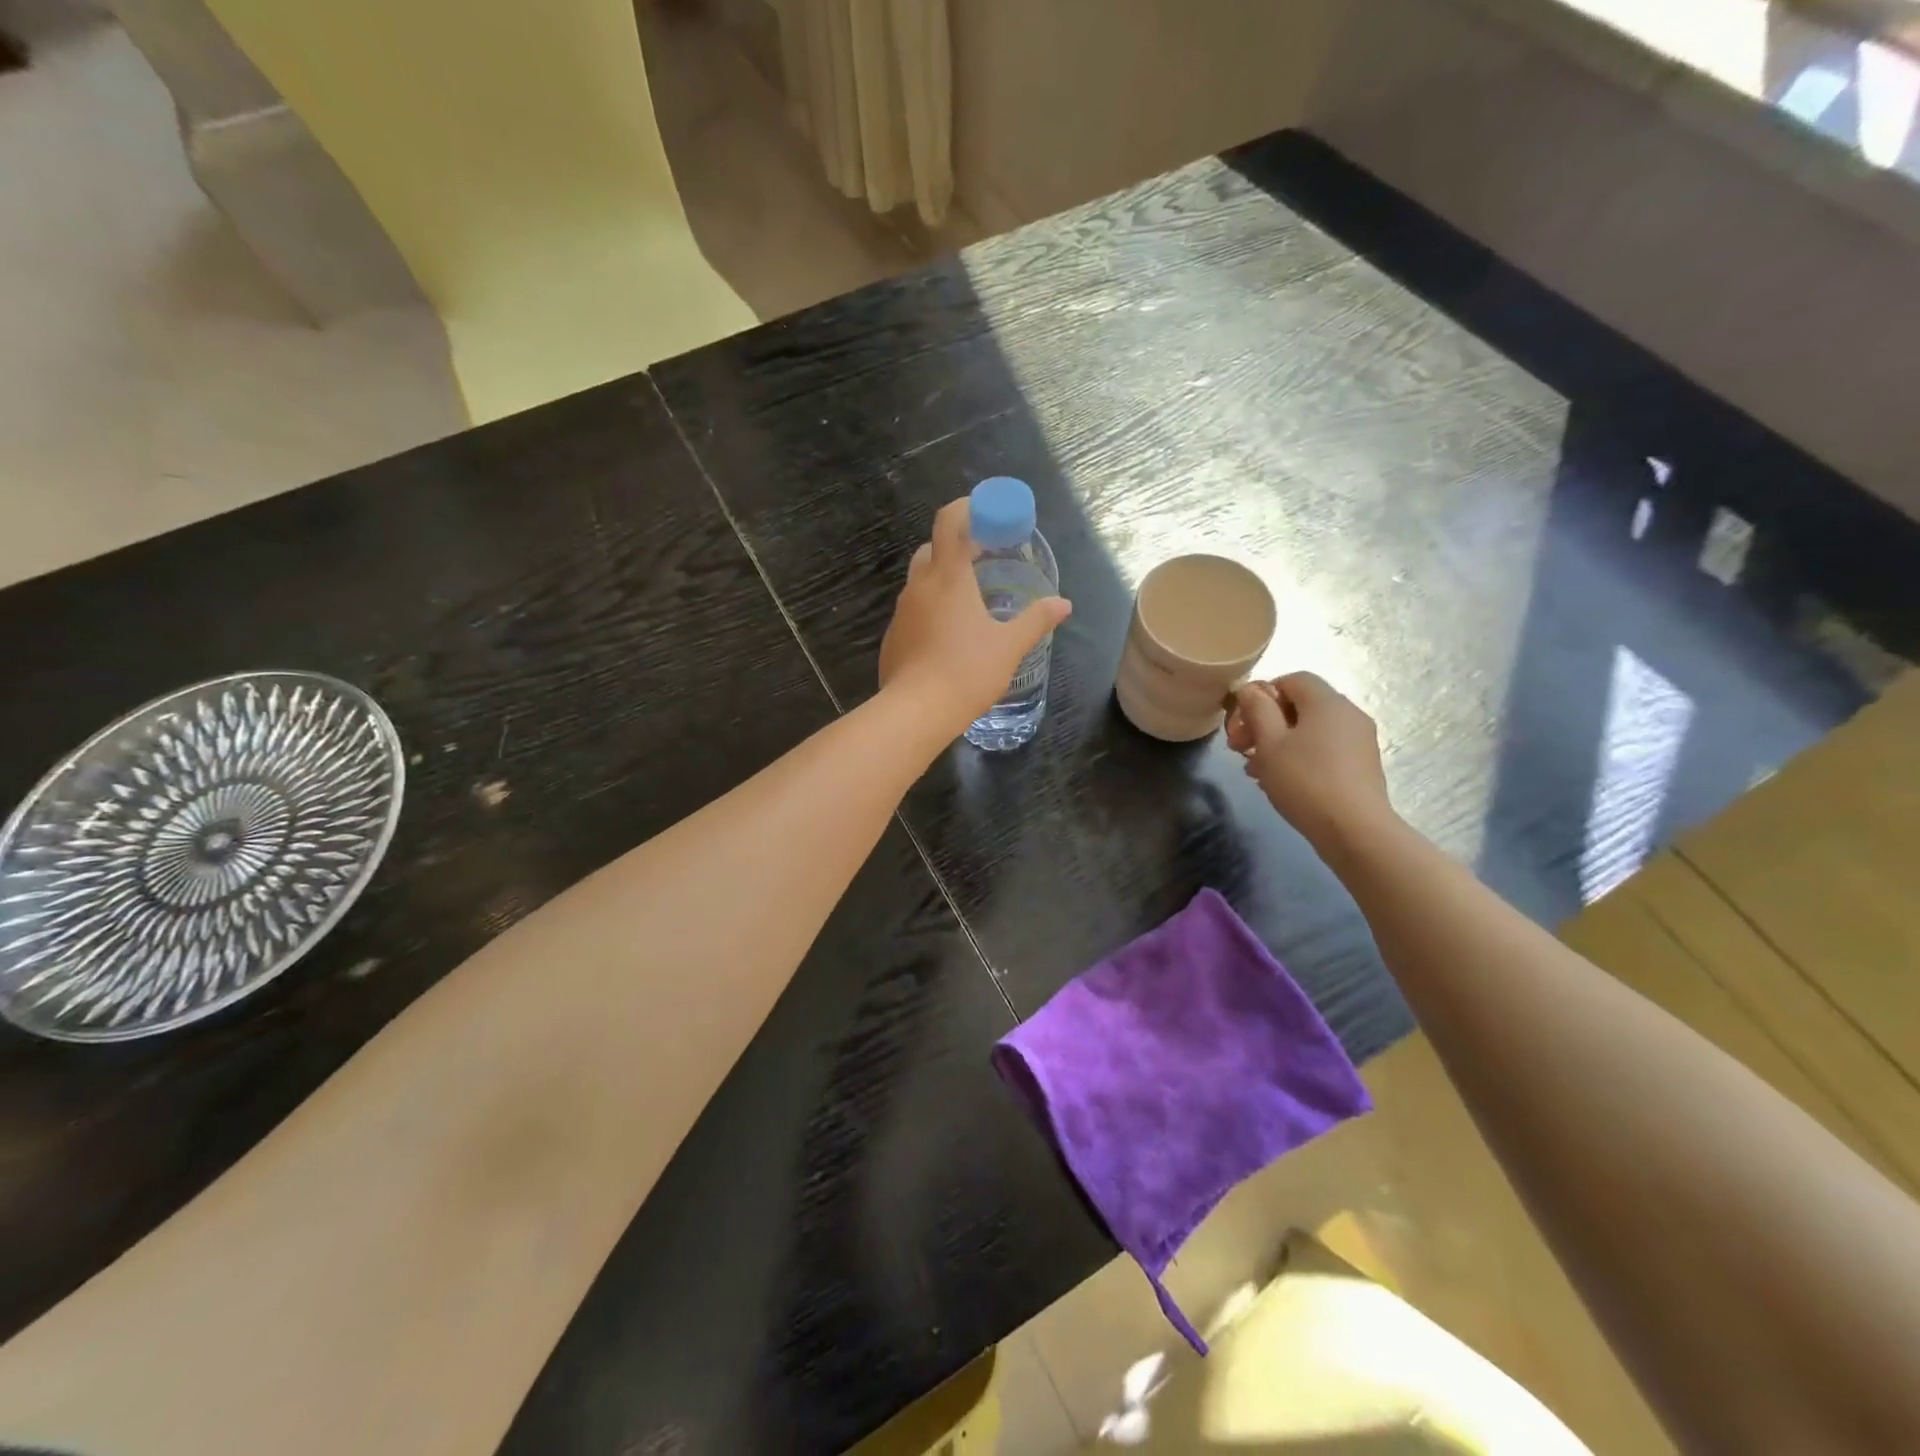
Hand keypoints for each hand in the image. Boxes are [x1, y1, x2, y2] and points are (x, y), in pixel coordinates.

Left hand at [878, 497, 1071, 733]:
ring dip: (942, 580)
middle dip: (955, 546)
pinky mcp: (893, 637)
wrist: (916, 711)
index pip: (949, 521)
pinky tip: (948, 636)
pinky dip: (930, 610)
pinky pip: (913, 610)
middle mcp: (920, 586)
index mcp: (949, 577)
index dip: (967, 509)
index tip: (988, 514)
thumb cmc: (967, 671)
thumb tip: (1063, 604)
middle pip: (932, 548)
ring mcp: (901, 612)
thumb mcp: (1009, 646)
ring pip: (920, 581)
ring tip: (970, 601)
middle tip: (983, 560)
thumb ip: (1036, 620)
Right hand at [1227, 673, 1395, 854]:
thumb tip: (1249, 689)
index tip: (1242, 722)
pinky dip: (1299, 756)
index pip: (1292, 679)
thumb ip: (1257, 710)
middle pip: (1299, 705)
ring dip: (1278, 742)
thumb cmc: (1305, 781)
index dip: (1262, 694)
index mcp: (1327, 702)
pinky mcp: (1361, 765)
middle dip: (1265, 722)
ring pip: (1309, 730)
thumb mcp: (1269, 743)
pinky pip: (1323, 748)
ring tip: (1255, 768)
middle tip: (1240, 748)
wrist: (1354, 830)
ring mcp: (1358, 740)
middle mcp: (1348, 713)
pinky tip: (1280, 781)